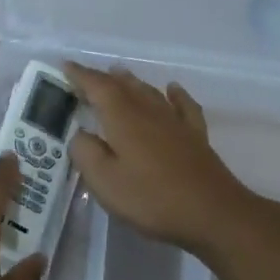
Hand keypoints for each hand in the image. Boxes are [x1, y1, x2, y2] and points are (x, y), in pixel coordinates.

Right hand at [64, 62, 279, 255]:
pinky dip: (175, 94)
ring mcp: (176, 123)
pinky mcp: (196, 137)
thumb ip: (86, 152)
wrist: (213, 213)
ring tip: (120, 73)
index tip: (65, 65)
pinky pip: (184, 106)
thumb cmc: (151, 198)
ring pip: (150, 92)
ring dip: (132, 82)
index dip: (81, 75)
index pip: (98, 87)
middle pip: (124, 86)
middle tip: (87, 74)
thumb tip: (80, 133)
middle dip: (103, 78)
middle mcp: (149, 112)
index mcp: (123, 119)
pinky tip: (173, 89)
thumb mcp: (104, 181)